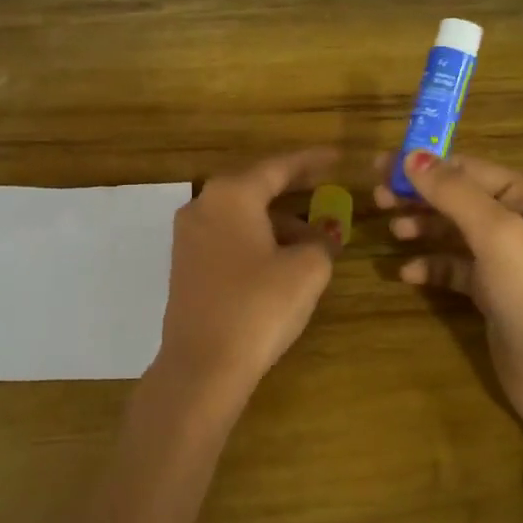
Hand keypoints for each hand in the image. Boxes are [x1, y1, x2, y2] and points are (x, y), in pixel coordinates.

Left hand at [155, 148, 343, 405]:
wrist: (203, 365)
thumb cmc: (259, 307)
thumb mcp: (307, 270)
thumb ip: (320, 241)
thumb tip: (319, 236)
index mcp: (232, 194)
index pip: (279, 166)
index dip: (312, 161)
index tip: (337, 157)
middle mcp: (204, 205)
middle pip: (256, 186)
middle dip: (293, 188)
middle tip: (325, 186)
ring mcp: (189, 235)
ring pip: (242, 214)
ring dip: (277, 219)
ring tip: (313, 237)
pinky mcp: (186, 264)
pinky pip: (228, 236)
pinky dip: (257, 237)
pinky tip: (281, 257)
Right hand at [376, 150, 522, 432]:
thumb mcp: (496, 234)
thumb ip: (453, 193)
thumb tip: (411, 157)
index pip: (468, 168)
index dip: (424, 166)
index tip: (380, 168)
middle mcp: (522, 220)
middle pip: (458, 197)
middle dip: (418, 196)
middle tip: (376, 199)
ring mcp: (506, 257)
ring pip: (453, 230)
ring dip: (422, 227)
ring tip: (392, 233)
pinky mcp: (492, 290)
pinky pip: (454, 266)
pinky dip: (431, 265)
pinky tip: (408, 275)